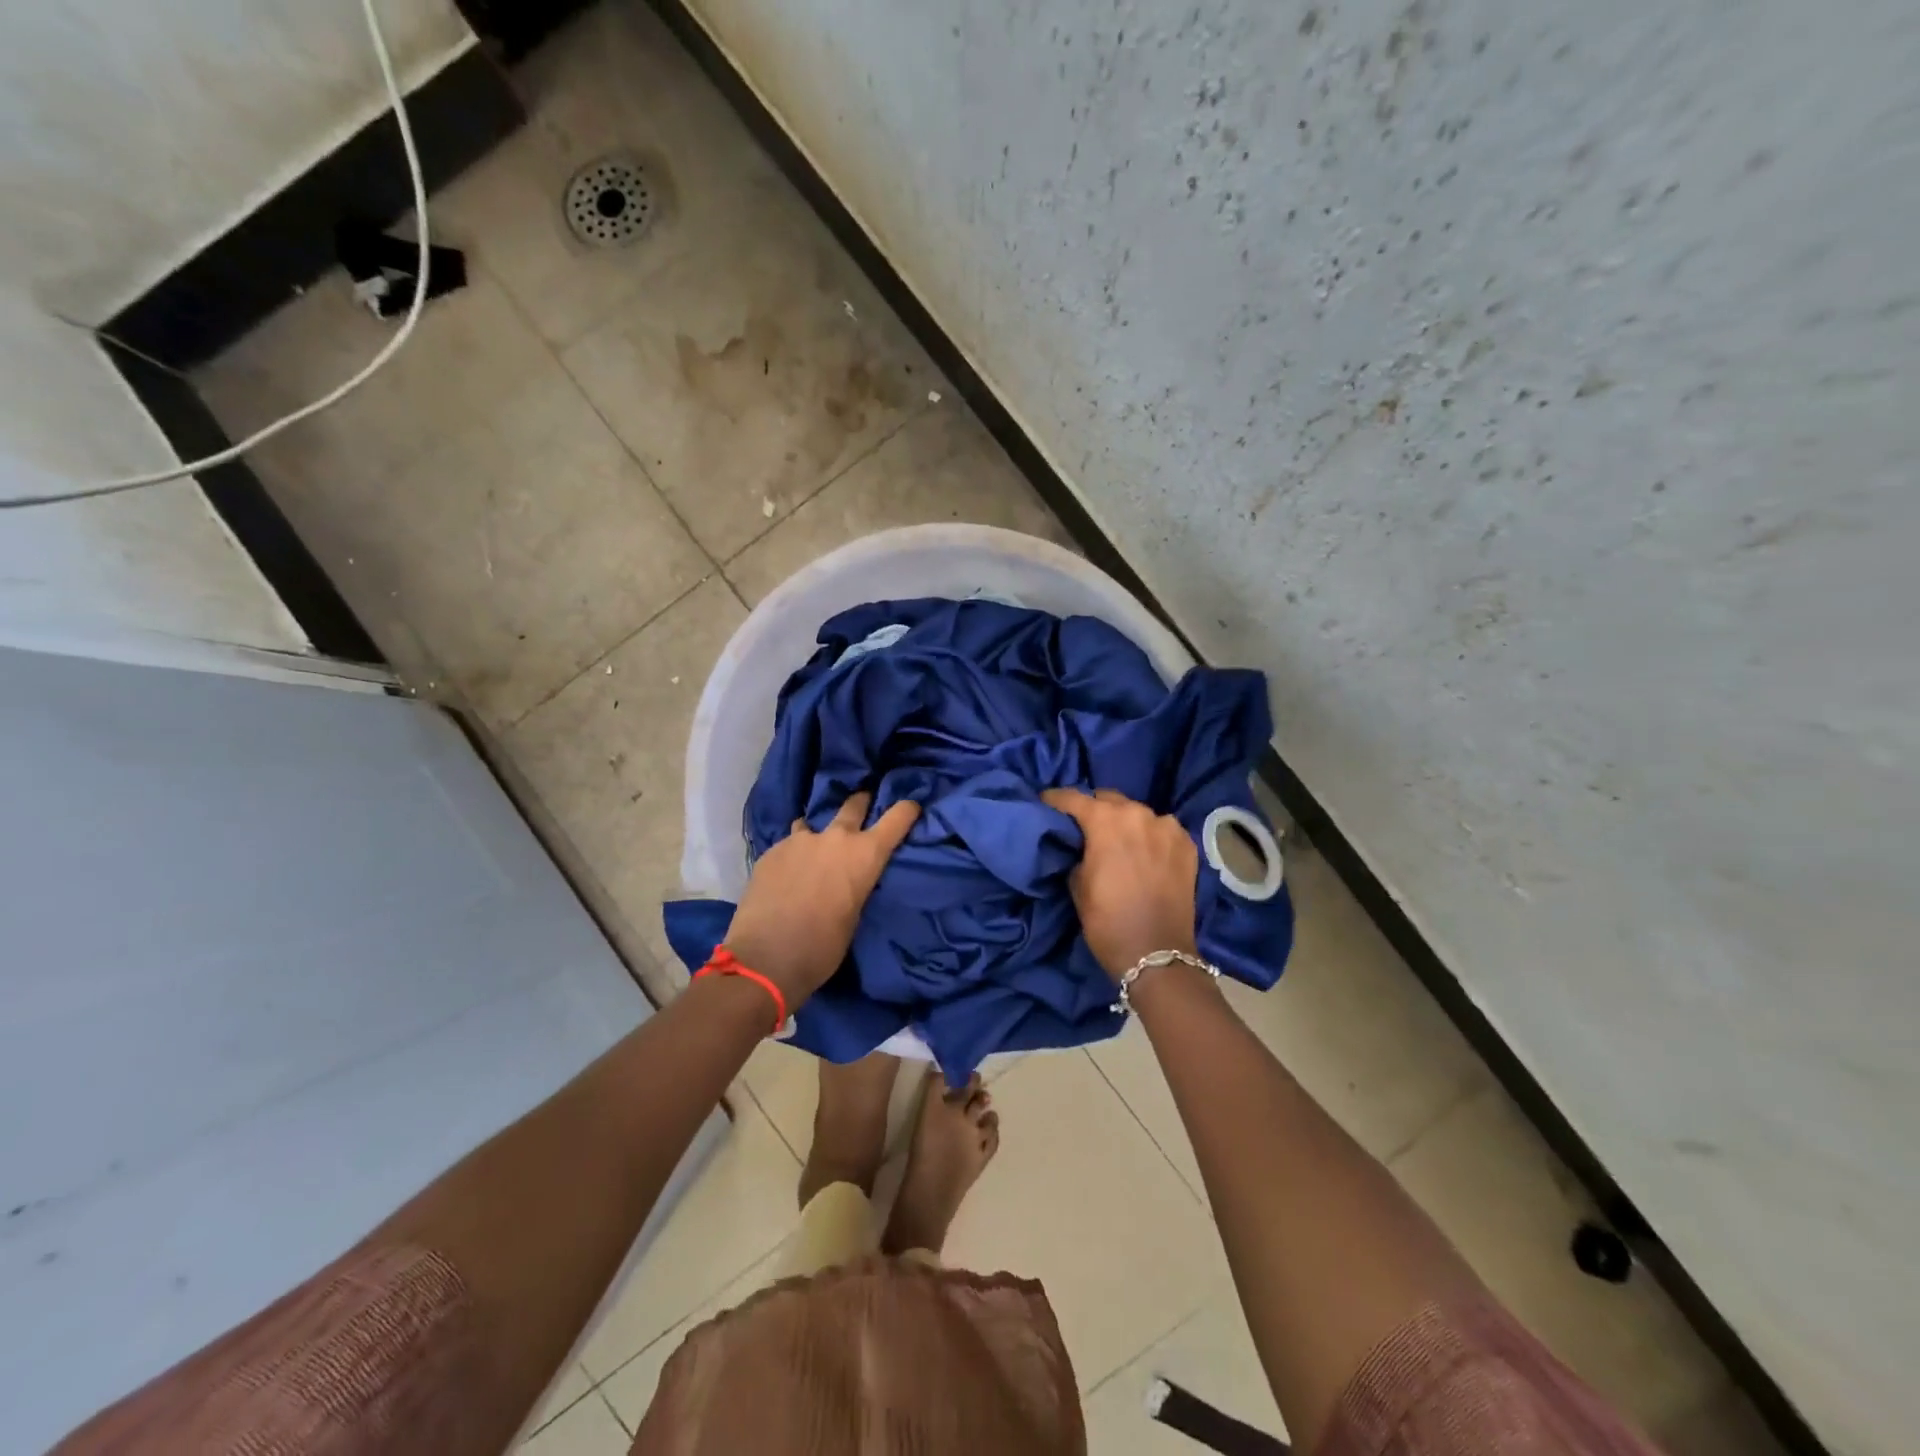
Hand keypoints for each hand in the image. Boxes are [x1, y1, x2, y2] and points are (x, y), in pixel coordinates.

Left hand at [723, 791, 919, 1007]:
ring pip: (812, 823)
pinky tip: (786, 875)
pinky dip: (792, 855)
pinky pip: (789, 845)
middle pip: (854, 805)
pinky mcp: (771, 851)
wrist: (765, 957)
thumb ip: (855, 887)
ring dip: (818, 833)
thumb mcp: (854, 916)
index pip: (897, 818)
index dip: (907, 809)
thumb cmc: (822, 947)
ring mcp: (799, 840)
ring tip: (813, 850)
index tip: (911, 806)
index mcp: (864, 854)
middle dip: (861, 803)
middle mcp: (835, 838)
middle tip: (862, 804)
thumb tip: (848, 880)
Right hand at [1043, 788, 1198, 980]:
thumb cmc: (1107, 921)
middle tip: (1085, 827)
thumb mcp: (1077, 885)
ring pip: (1138, 813)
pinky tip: (1145, 853)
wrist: (1157, 954)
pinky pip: (1162, 830)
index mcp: (1106, 821)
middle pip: (1109, 799)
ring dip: (1125, 822)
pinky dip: (1150, 836)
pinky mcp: (1187, 844)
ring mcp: (1168, 827)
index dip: (1055, 799)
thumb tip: (1082, 845)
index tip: (1045, 802)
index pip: (1073, 798)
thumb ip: (1078, 853)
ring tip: (1119, 842)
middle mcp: (1139, 814)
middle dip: (1094, 809)